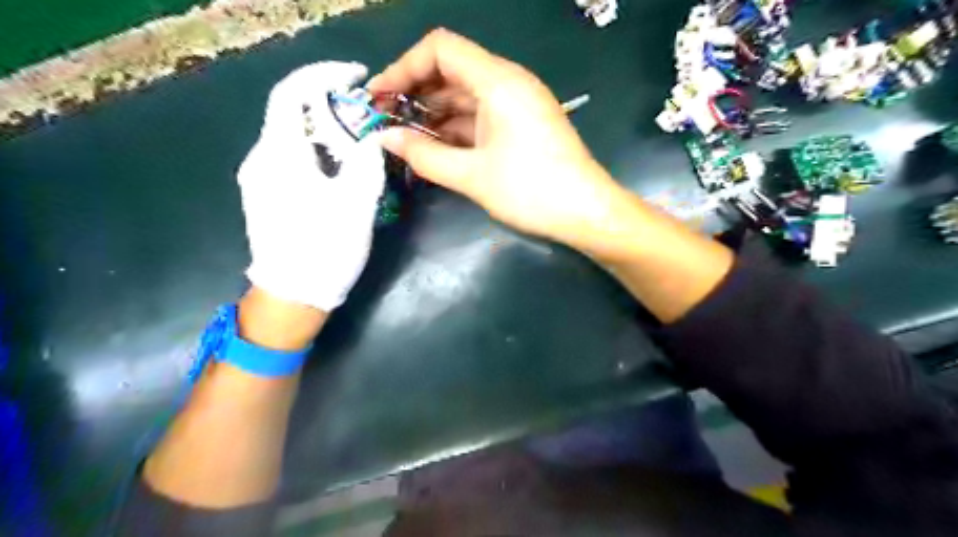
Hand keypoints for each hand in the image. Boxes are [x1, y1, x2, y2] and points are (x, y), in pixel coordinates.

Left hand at [238, 60, 384, 311]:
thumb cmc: (325, 250)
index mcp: (280, 156)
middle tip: (366, 117)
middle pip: (291, 113)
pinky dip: (316, 150)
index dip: (323, 74)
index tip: (356, 76)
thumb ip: (366, 161)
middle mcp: (261, 159)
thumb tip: (372, 135)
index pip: (292, 92)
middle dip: (330, 105)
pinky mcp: (265, 194)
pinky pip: (290, 157)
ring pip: (292, 137)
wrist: (292, 296)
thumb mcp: (356, 204)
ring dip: (325, 130)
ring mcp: (259, 178)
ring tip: (358, 144)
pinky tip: (338, 170)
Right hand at [368, 30, 620, 241]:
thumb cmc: (531, 190)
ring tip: (404, 140)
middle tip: (386, 122)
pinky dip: (455, 130)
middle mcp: (508, 83)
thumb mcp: (472, 175)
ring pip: (465, 97)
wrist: (586, 213)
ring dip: (433, 115)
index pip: (440, 49)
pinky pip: (480, 117)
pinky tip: (435, 149)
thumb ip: (424, 155)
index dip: (403, 67)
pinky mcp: (521, 126)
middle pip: (451, 71)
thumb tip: (385, 139)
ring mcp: (517, 105)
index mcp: (498, 81)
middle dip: (414, 93)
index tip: (378, 97)